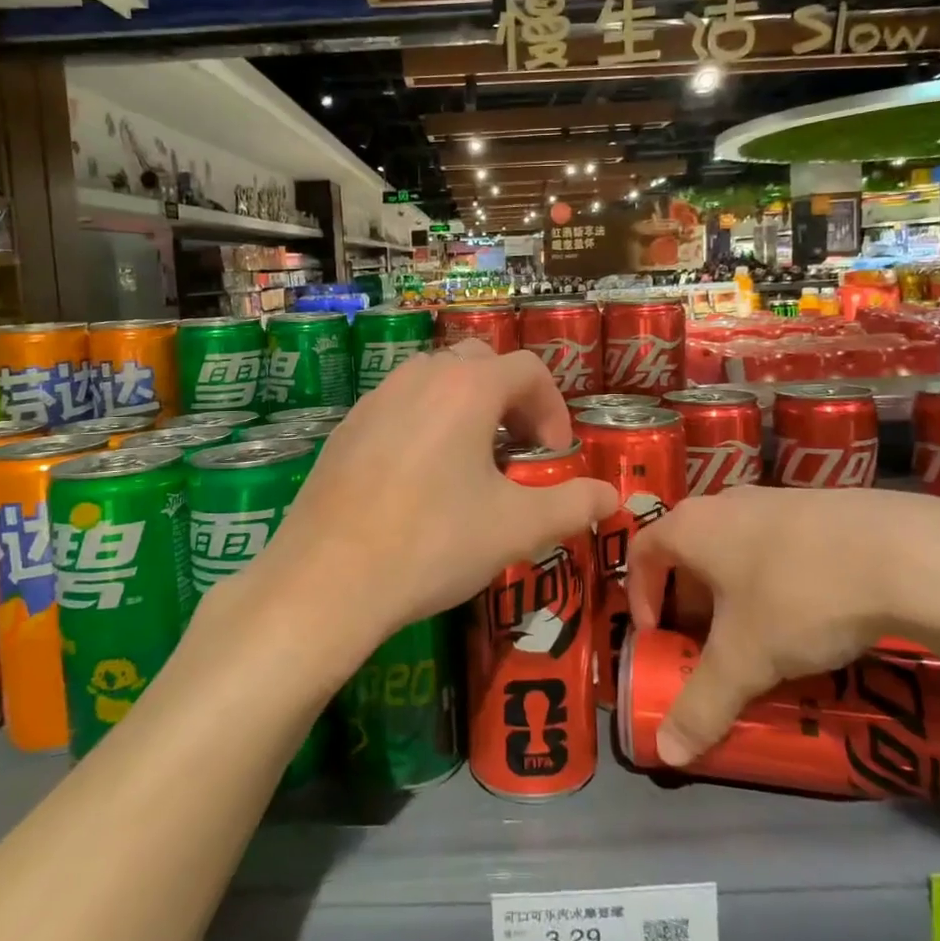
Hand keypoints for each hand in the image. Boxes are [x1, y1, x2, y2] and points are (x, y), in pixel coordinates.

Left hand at [261, 344, 618, 657]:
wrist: (327, 578)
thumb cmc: (433, 542)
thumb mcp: (516, 528)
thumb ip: (573, 505)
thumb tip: (612, 497)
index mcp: (467, 387)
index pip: (529, 368)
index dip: (554, 407)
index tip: (554, 456)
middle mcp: (420, 376)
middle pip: (480, 362)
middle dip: (511, 399)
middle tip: (517, 450)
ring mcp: (376, 397)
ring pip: (435, 379)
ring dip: (466, 407)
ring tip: (471, 463)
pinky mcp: (346, 426)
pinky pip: (399, 405)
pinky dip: (425, 423)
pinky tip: (418, 479)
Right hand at [626, 486, 939, 765]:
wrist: (901, 551)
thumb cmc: (796, 596)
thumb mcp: (744, 659)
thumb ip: (701, 704)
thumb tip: (665, 753)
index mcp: (691, 527)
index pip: (641, 551)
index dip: (640, 595)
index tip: (657, 636)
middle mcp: (724, 503)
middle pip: (689, 549)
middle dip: (690, 600)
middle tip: (708, 644)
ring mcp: (774, 499)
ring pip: (735, 546)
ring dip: (734, 589)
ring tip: (762, 634)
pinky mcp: (819, 506)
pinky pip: (778, 543)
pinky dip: (776, 576)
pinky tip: (811, 611)